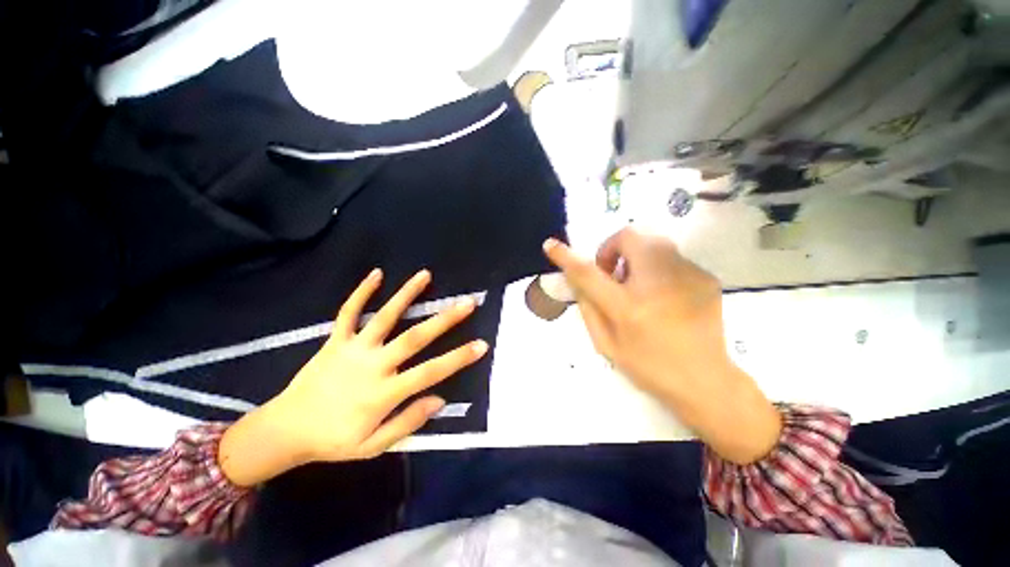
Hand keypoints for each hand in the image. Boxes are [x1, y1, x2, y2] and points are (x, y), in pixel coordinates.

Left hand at [220, 269, 487, 485]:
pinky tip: (377, 273)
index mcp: (384, 393)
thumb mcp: (373, 446)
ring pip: (384, 316)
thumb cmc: (333, 440)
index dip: (458, 358)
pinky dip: (362, 292)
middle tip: (467, 303)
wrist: (285, 430)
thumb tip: (440, 399)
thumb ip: (408, 422)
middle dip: (445, 319)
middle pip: (415, 338)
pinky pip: (349, 312)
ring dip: (407, 294)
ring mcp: (353, 349)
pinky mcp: (335, 340)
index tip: (482, 344)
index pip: (430, 372)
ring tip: (425, 275)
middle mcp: (372, 365)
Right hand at [543, 228, 780, 463]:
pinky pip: (671, 257)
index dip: (566, 257)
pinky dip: (657, 267)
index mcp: (628, 308)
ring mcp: (687, 277)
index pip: (589, 273)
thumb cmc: (649, 366)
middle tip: (611, 273)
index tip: (551, 245)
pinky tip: (662, 294)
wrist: (707, 381)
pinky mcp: (705, 277)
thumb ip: (588, 307)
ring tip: (636, 284)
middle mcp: (658, 285)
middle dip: (613, 246)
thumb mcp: (607, 343)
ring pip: (653, 241)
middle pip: (629, 237)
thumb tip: (576, 278)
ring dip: (635, 255)